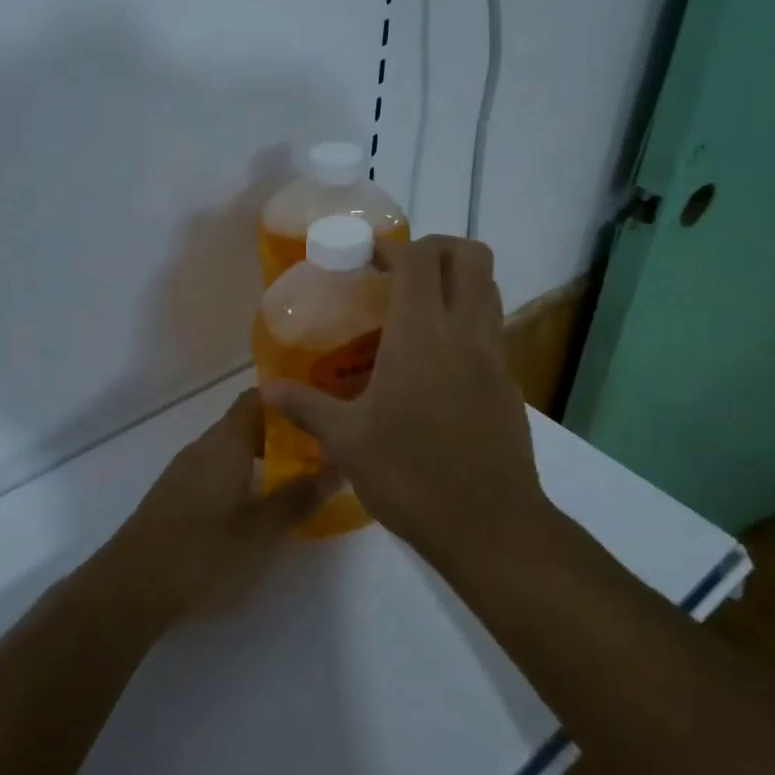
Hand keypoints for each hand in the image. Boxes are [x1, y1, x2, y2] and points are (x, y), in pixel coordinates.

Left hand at [109, 389, 334, 615]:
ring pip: (227, 451)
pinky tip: (252, 509)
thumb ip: (298, 497)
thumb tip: (335, 468)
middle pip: (244, 425)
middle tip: (315, 455)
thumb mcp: (262, 530)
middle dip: (280, 436)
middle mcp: (202, 448)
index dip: (288, 400)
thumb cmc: (204, 552)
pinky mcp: (171, 498)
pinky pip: (212, 473)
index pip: (258, 399)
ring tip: (292, 483)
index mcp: (225, 443)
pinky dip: (237, 479)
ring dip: (258, 460)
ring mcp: (182, 473)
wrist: (131, 588)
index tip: (318, 412)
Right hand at [261, 236, 547, 558]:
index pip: (420, 259)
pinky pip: (491, 330)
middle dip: (436, 248)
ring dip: (456, 281)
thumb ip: (305, 407)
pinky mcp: (509, 385)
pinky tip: (435, 363)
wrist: (489, 526)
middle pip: (470, 257)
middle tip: (399, 271)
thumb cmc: (410, 475)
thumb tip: (266, 390)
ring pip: (488, 290)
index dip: (394, 247)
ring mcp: (495, 358)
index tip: (366, 258)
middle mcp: (465, 333)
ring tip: (415, 309)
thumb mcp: (346, 441)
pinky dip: (466, 322)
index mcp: (422, 335)